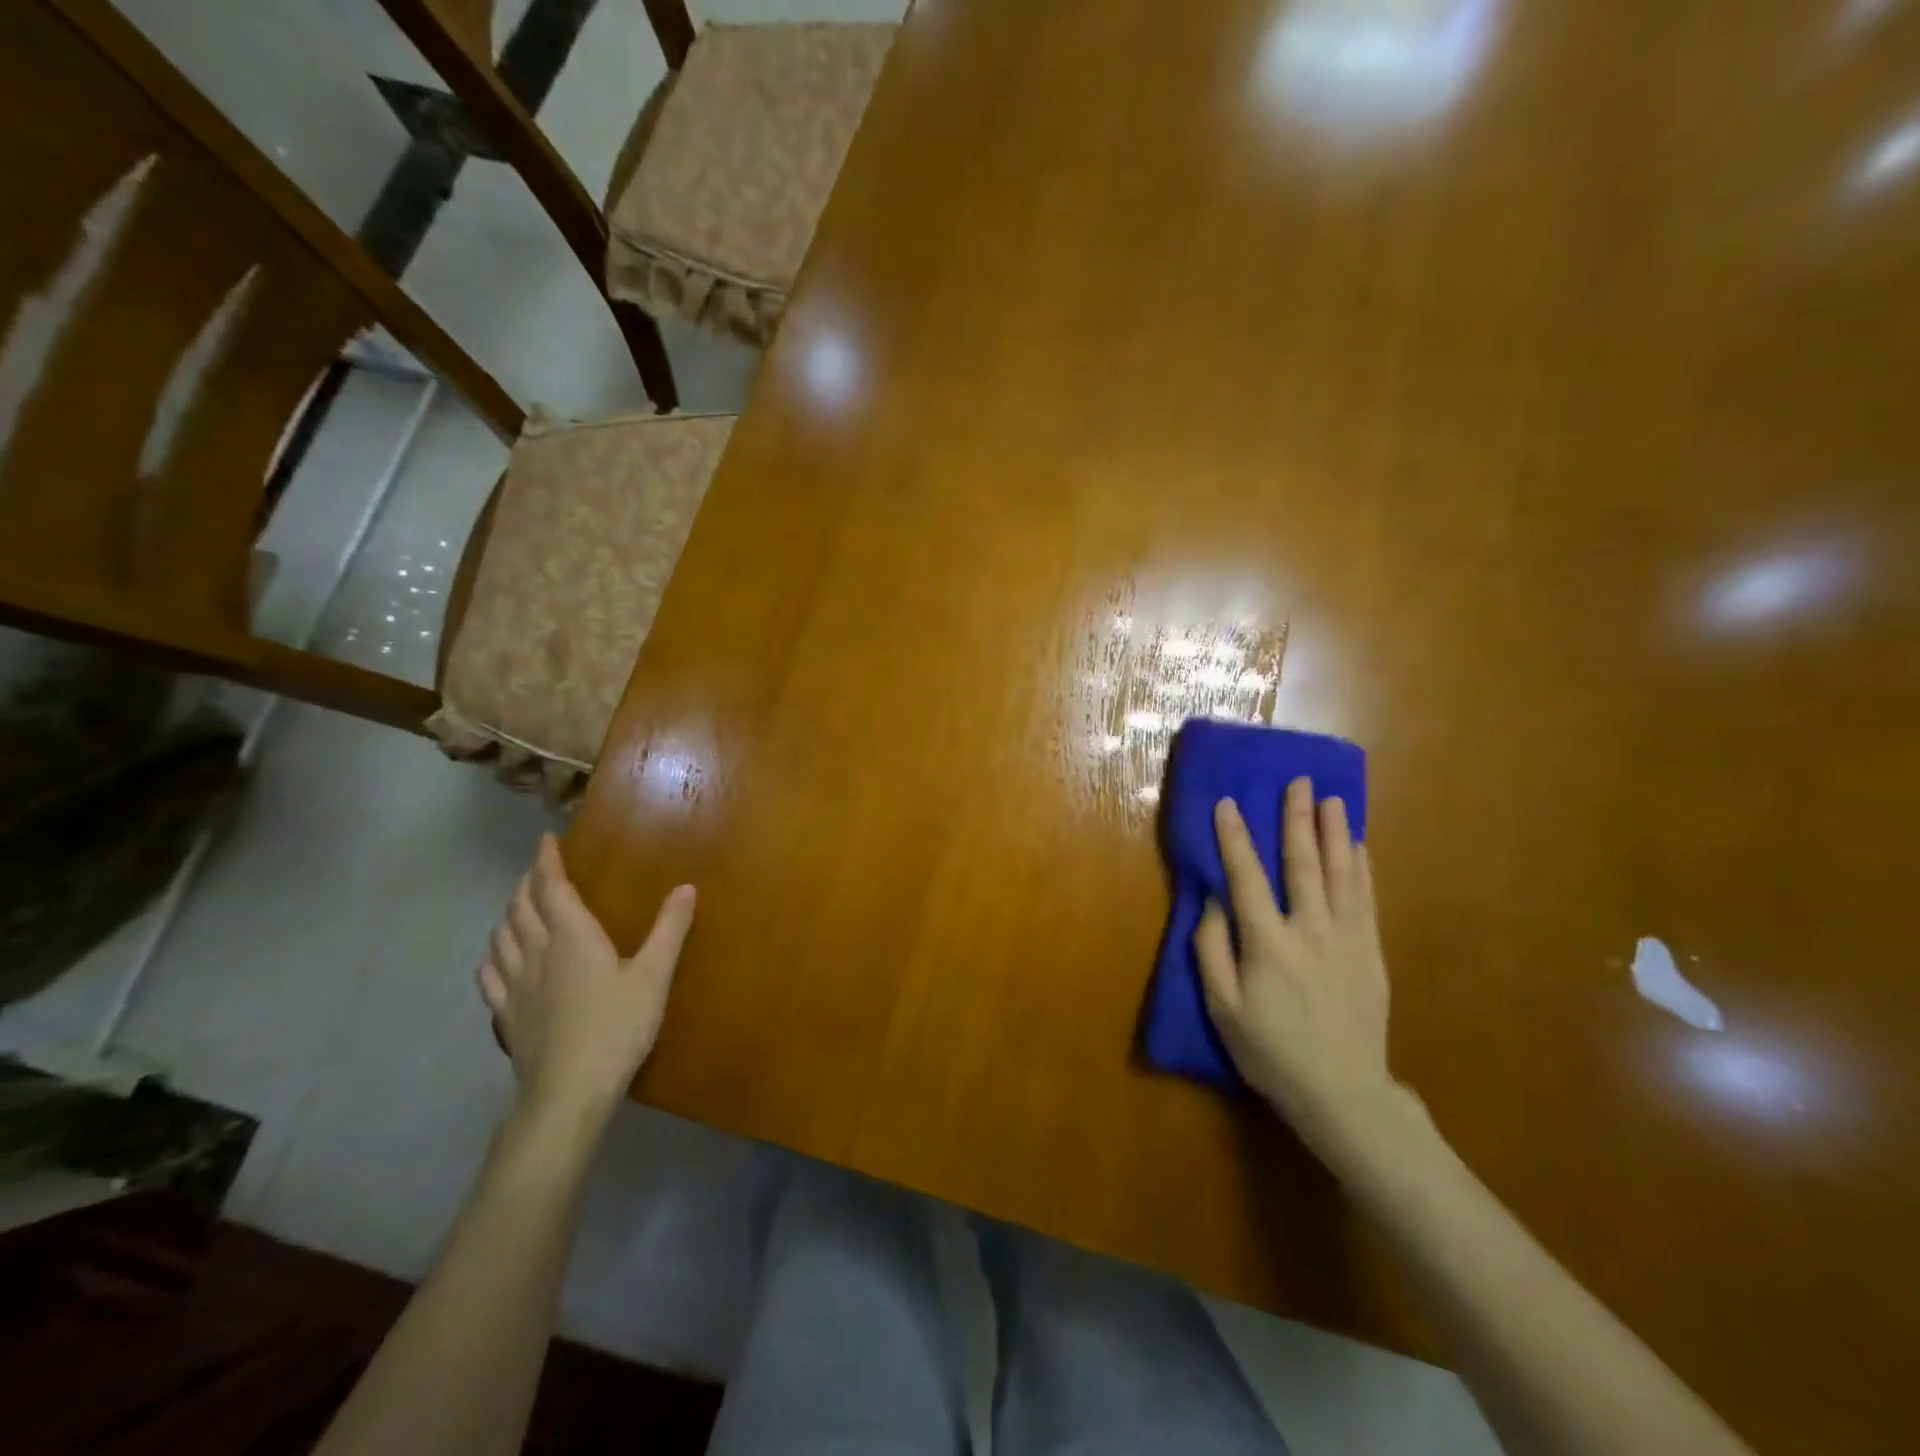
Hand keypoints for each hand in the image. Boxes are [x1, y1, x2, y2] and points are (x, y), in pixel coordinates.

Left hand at [478, 835, 694, 1124]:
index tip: (545, 841)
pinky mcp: (506, 1013)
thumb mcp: (655, 976)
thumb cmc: (617, 1027)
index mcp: (573, 936)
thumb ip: (670, 929)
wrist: (568, 1090)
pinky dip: (493, 953)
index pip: (552, 887)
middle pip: (521, 906)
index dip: (547, 861)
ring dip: (509, 913)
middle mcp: (537, 951)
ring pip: (501, 935)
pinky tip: (499, 957)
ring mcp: (516, 984)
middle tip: (540, 871)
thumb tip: (686, 888)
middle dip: (528, 883)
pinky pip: (489, 972)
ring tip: (520, 907)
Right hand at [1195, 779, 1395, 1152]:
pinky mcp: (1372, 952)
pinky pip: (1366, 899)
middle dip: (1297, 819)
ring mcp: (1348, 939)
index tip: (1228, 803)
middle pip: (1302, 864)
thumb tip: (1213, 902)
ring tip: (1331, 798)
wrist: (1343, 1093)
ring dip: (1333, 832)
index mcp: (1268, 944)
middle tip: (1297, 782)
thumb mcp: (1223, 1008)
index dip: (1235, 839)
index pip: (1247, 878)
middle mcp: (1310, 931)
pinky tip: (1358, 845)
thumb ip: (1212, 950)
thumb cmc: (1271, 1052)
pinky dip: (1360, 867)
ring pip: (1340, 874)